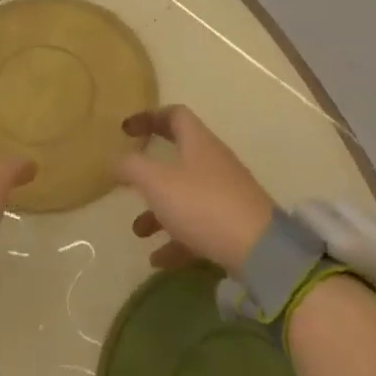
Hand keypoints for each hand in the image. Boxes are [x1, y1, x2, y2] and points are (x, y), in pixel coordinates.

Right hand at [116, 105, 276, 274]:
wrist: (260, 251)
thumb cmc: (203, 205)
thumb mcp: (157, 182)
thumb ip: (131, 167)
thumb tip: (114, 159)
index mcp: (198, 142)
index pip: (174, 115)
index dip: (148, 117)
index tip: (125, 130)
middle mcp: (214, 162)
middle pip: (179, 156)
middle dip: (150, 172)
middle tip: (129, 182)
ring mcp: (227, 194)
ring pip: (186, 195)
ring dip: (159, 211)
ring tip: (139, 232)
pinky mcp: (234, 224)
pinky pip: (199, 226)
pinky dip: (177, 239)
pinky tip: (160, 260)